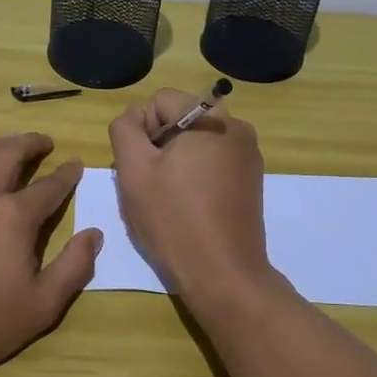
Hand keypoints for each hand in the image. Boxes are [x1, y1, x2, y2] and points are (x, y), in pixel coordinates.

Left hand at [0, 133, 102, 376]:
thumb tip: (94, 234)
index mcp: (14, 217)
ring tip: (9, 146)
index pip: (49, 187)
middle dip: (31, 144)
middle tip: (44, 142)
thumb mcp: (40, 307)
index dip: (66, 175)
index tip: (76, 164)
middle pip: (9, 155)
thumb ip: (73, 268)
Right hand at [107, 90, 275, 301]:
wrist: (224, 275)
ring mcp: (248, 154)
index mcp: (210, 118)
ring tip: (172, 199)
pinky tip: (192, 207)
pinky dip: (197, 176)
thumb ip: (125, 129)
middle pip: (179, 119)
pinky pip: (213, 161)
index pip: (159, 101)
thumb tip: (135, 116)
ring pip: (195, 142)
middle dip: (160, 146)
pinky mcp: (252, 178)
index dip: (143, 133)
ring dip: (177, 162)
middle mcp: (236, 126)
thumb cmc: (174, 220)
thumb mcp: (133, 171)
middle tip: (155, 186)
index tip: (146, 170)